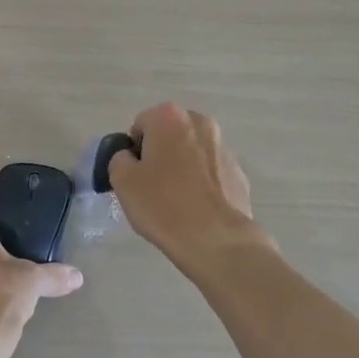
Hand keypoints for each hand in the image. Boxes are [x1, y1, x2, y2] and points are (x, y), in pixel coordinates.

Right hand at [104, 103, 269, 280]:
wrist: (216, 240)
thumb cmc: (163, 204)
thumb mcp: (122, 180)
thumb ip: (119, 159)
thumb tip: (131, 158)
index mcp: (170, 117)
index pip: (140, 126)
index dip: (134, 151)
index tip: (135, 176)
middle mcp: (200, 122)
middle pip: (169, 135)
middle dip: (160, 154)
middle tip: (152, 186)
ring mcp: (224, 147)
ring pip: (192, 152)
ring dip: (182, 167)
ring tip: (176, 201)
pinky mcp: (239, 172)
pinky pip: (211, 173)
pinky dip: (202, 183)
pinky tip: (197, 209)